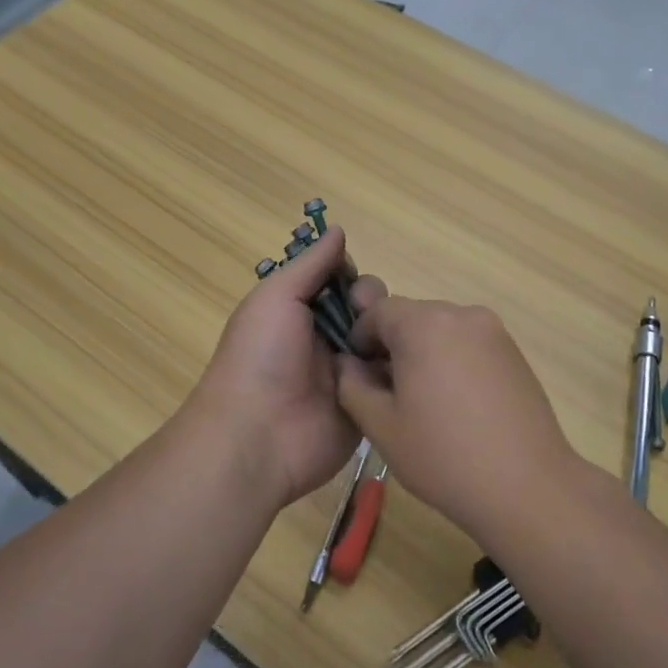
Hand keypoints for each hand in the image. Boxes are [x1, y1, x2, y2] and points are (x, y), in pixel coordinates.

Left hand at [187, 227, 386, 508]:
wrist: (257, 437)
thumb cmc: (261, 357)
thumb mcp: (277, 298)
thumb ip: (310, 265)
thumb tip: (338, 229)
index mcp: (298, 312)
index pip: (337, 282)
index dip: (350, 274)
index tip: (351, 278)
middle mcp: (323, 340)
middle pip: (365, 308)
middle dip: (373, 303)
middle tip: (365, 315)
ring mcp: (347, 374)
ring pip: (382, 340)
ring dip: (390, 333)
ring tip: (387, 340)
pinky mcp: (367, 405)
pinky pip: (391, 379)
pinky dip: (400, 368)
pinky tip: (410, 363)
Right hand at [335, 297, 576, 535]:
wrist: (527, 487)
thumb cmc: (443, 456)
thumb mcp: (380, 425)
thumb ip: (352, 384)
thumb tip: (348, 363)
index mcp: (424, 324)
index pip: (378, 310)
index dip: (360, 338)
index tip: (359, 373)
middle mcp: (461, 315)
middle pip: (412, 317)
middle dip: (393, 345)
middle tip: (387, 392)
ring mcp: (494, 332)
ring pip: (442, 330)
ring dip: (424, 353)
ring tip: (425, 404)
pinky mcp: (515, 353)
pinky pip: (470, 345)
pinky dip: (454, 362)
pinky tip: (457, 407)